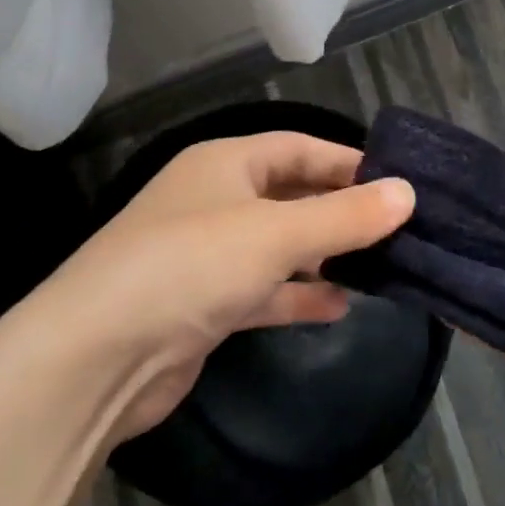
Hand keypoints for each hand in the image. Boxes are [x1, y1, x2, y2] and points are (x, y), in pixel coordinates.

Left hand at [22, 132, 414, 440]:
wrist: (96, 357)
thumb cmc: (191, 266)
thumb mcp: (277, 233)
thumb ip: (345, 216)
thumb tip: (408, 193)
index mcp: (225, 164)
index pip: (299, 148)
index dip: (348, 162)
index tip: (398, 182)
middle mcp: (216, 201)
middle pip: (292, 196)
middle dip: (341, 212)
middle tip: (398, 229)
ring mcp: (208, 255)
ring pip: (281, 245)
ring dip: (325, 254)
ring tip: (380, 266)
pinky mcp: (205, 305)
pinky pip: (265, 290)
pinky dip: (299, 294)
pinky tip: (339, 305)